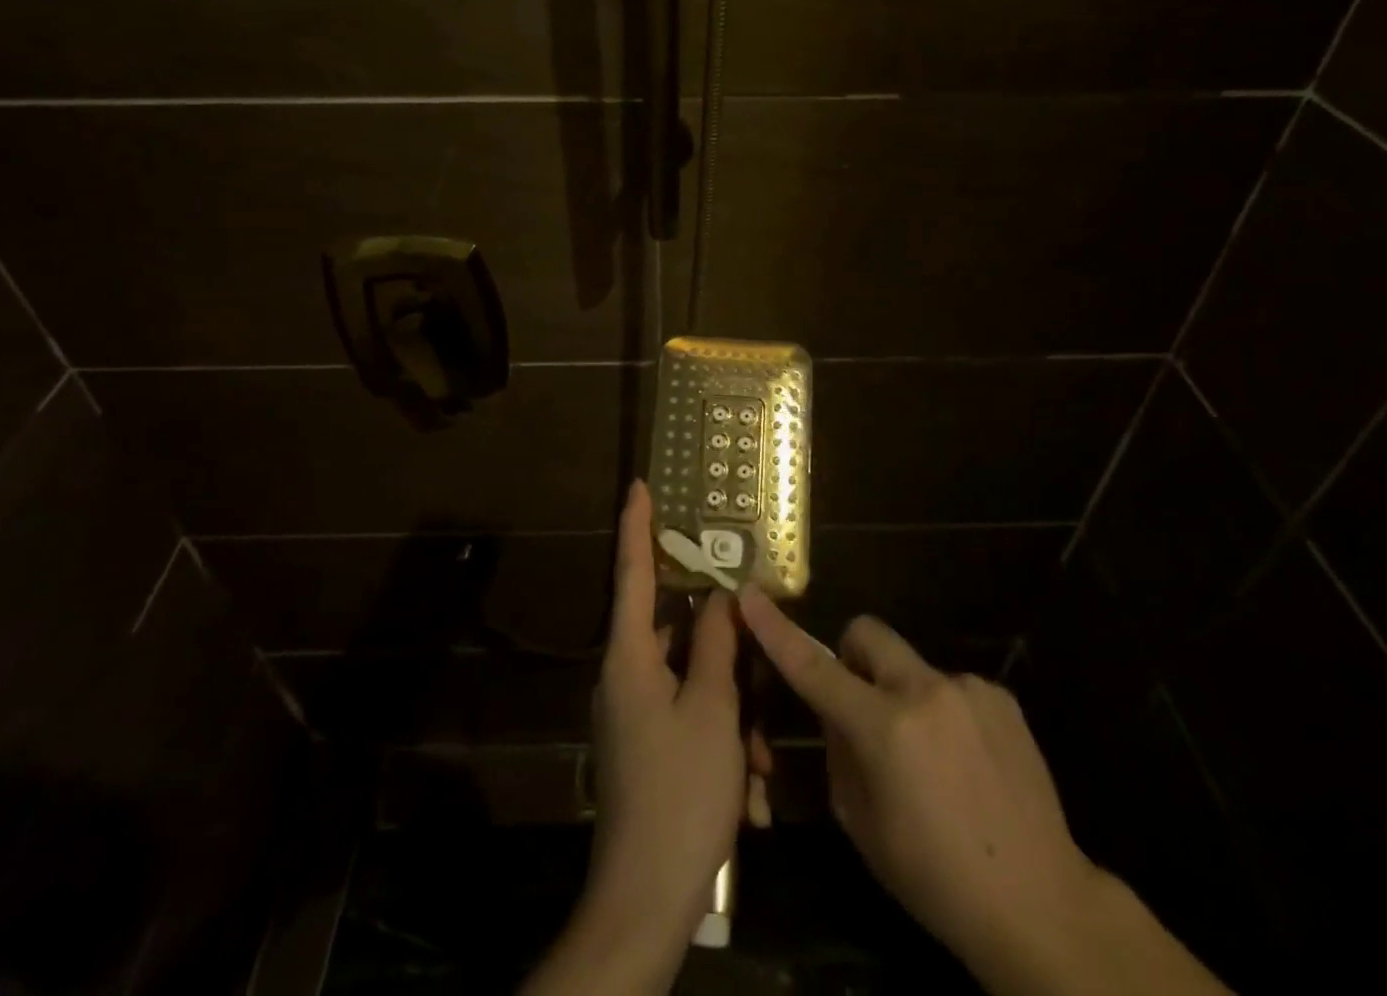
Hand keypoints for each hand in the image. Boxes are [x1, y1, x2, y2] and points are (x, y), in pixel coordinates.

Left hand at [526, 483, 745, 993]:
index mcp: (630, 657)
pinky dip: (723, 741)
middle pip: (677, 634)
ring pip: (694, 683)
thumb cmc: (680, 792)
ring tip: (761, 765)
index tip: (640, 485)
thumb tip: (719, 598)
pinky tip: (750, 791)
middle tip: (760, 671)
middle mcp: (625, 677)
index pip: (632, 572)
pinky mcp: (647, 746)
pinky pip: (690, 719)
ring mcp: (635, 714)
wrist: (645, 900)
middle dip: (726, 654)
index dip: (637, 526)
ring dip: (734, 713)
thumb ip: (716, 646)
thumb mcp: (712, 711)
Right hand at [739, 589, 1094, 975]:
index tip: (749, 595)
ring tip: (931, 759)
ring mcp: (968, 688)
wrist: (1042, 905)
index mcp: (883, 728)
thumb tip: (834, 710)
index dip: (776, 630)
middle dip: (852, 658)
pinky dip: (943, 712)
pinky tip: (966, 763)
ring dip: (904, 695)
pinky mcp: (1000, 697)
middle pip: (867, 633)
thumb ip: (838, 750)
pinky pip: (951, 687)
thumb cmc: (934, 878)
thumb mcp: (862, 823)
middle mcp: (924, 691)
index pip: (813, 667)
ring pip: (911, 666)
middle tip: (862, 707)